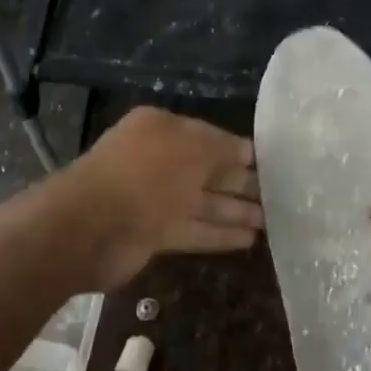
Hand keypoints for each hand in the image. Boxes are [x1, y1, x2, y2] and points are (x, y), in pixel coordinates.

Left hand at [70, 108, 263, 289]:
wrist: (90, 228)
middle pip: (207, 171)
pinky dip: (219, 234)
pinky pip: (194, 230)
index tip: (271, 163)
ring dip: (236, 211)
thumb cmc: (145, 175)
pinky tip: (249, 240)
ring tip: (272, 221)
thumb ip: (223, 148)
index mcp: (161, 130)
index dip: (239, 150)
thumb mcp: (192, 148)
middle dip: (241, 183)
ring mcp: (154, 199)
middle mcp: (157, 160)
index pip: (208, 137)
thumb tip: (247, 152)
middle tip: (280, 195)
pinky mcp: (153, 233)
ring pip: (203, 203)